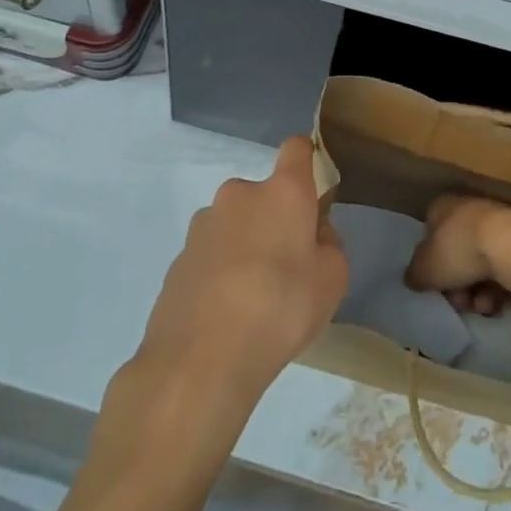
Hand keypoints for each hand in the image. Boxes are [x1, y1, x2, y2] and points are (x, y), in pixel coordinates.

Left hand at [135, 136, 348, 402]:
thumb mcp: (333, 280)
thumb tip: (314, 235)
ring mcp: (203, 224)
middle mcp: (239, 193)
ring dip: (245, 246)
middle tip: (286, 267)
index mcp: (282, 191)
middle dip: (275, 220)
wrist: (199, 361)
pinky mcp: (178, 257)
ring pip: (235, 224)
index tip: (314, 195)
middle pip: (264, 195)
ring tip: (252, 299)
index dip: (307, 162)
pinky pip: (211, 254)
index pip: (297, 148)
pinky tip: (225, 315)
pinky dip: (220, 272)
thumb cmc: (280, 309)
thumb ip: (329, 246)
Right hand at [405, 194, 510, 317]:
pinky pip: (502, 268)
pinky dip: (499, 287)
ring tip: (483, 306)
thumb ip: (415, 274)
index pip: (429, 232)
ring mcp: (495, 223)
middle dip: (457, 285)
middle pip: (456, 253)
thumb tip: (413, 278)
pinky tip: (499, 302)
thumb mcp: (425, 269)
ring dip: (478, 291)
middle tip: (460, 302)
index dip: (430, 261)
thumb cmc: (459, 250)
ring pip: (480, 264)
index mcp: (442, 206)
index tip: (435, 284)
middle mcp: (467, 209)